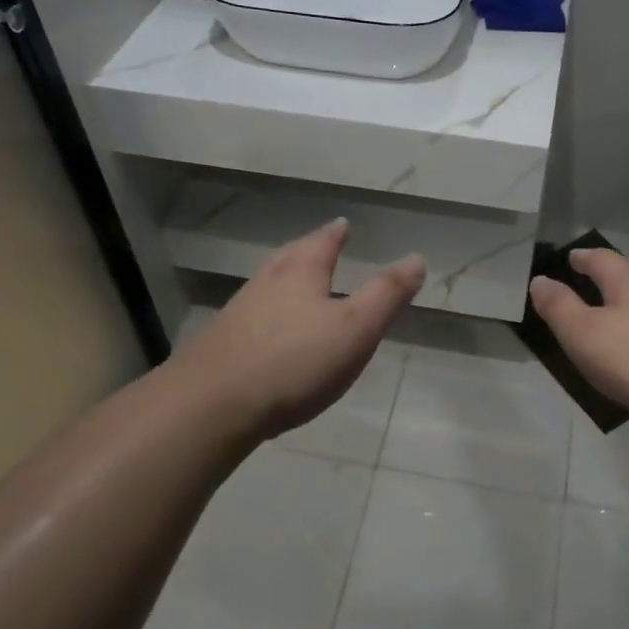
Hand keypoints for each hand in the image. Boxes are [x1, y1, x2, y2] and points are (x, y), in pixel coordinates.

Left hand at [175, 219, 424, 439]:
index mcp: (300, 273)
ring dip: (285, 279)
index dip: (336, 234)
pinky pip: (252, 315)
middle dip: (308, 251)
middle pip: (289, 257)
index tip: (342, 224)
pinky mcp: (221, 343)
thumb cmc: (294, 362)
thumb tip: (416, 258)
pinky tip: (270, 331)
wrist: (212, 405)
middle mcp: (265, 283)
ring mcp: (238, 313)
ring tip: (298, 282)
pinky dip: (268, 312)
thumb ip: (386, 294)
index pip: (322, 242)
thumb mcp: (355, 328)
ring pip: (267, 284)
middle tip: (320, 245)